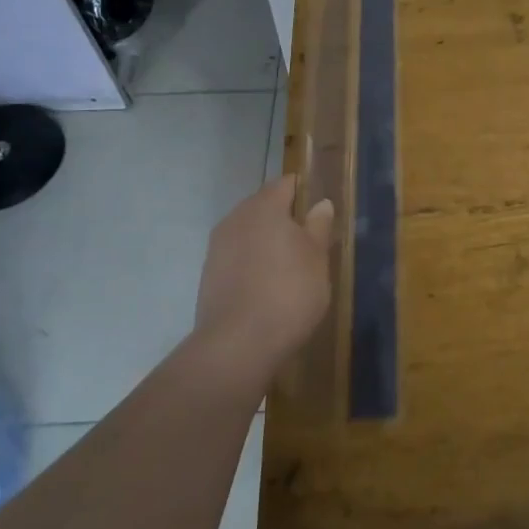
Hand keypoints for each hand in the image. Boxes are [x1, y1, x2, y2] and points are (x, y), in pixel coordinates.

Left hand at [193, 175, 334, 388]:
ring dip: (266, 241)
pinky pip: (236, 257)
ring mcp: (217, 248)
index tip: (319, 209)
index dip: (303, 191)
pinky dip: (252, 263)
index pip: (285, 184)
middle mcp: (236, 219)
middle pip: (263, 206)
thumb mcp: (317, 258)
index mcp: (264, 207)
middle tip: (308, 239)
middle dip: (284, 217)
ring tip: (289, 265)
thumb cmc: (288, 292)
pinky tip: (267, 285)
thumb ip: (318, 226)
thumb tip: (321, 203)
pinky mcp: (208, 276)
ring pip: (248, 232)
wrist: (237, 345)